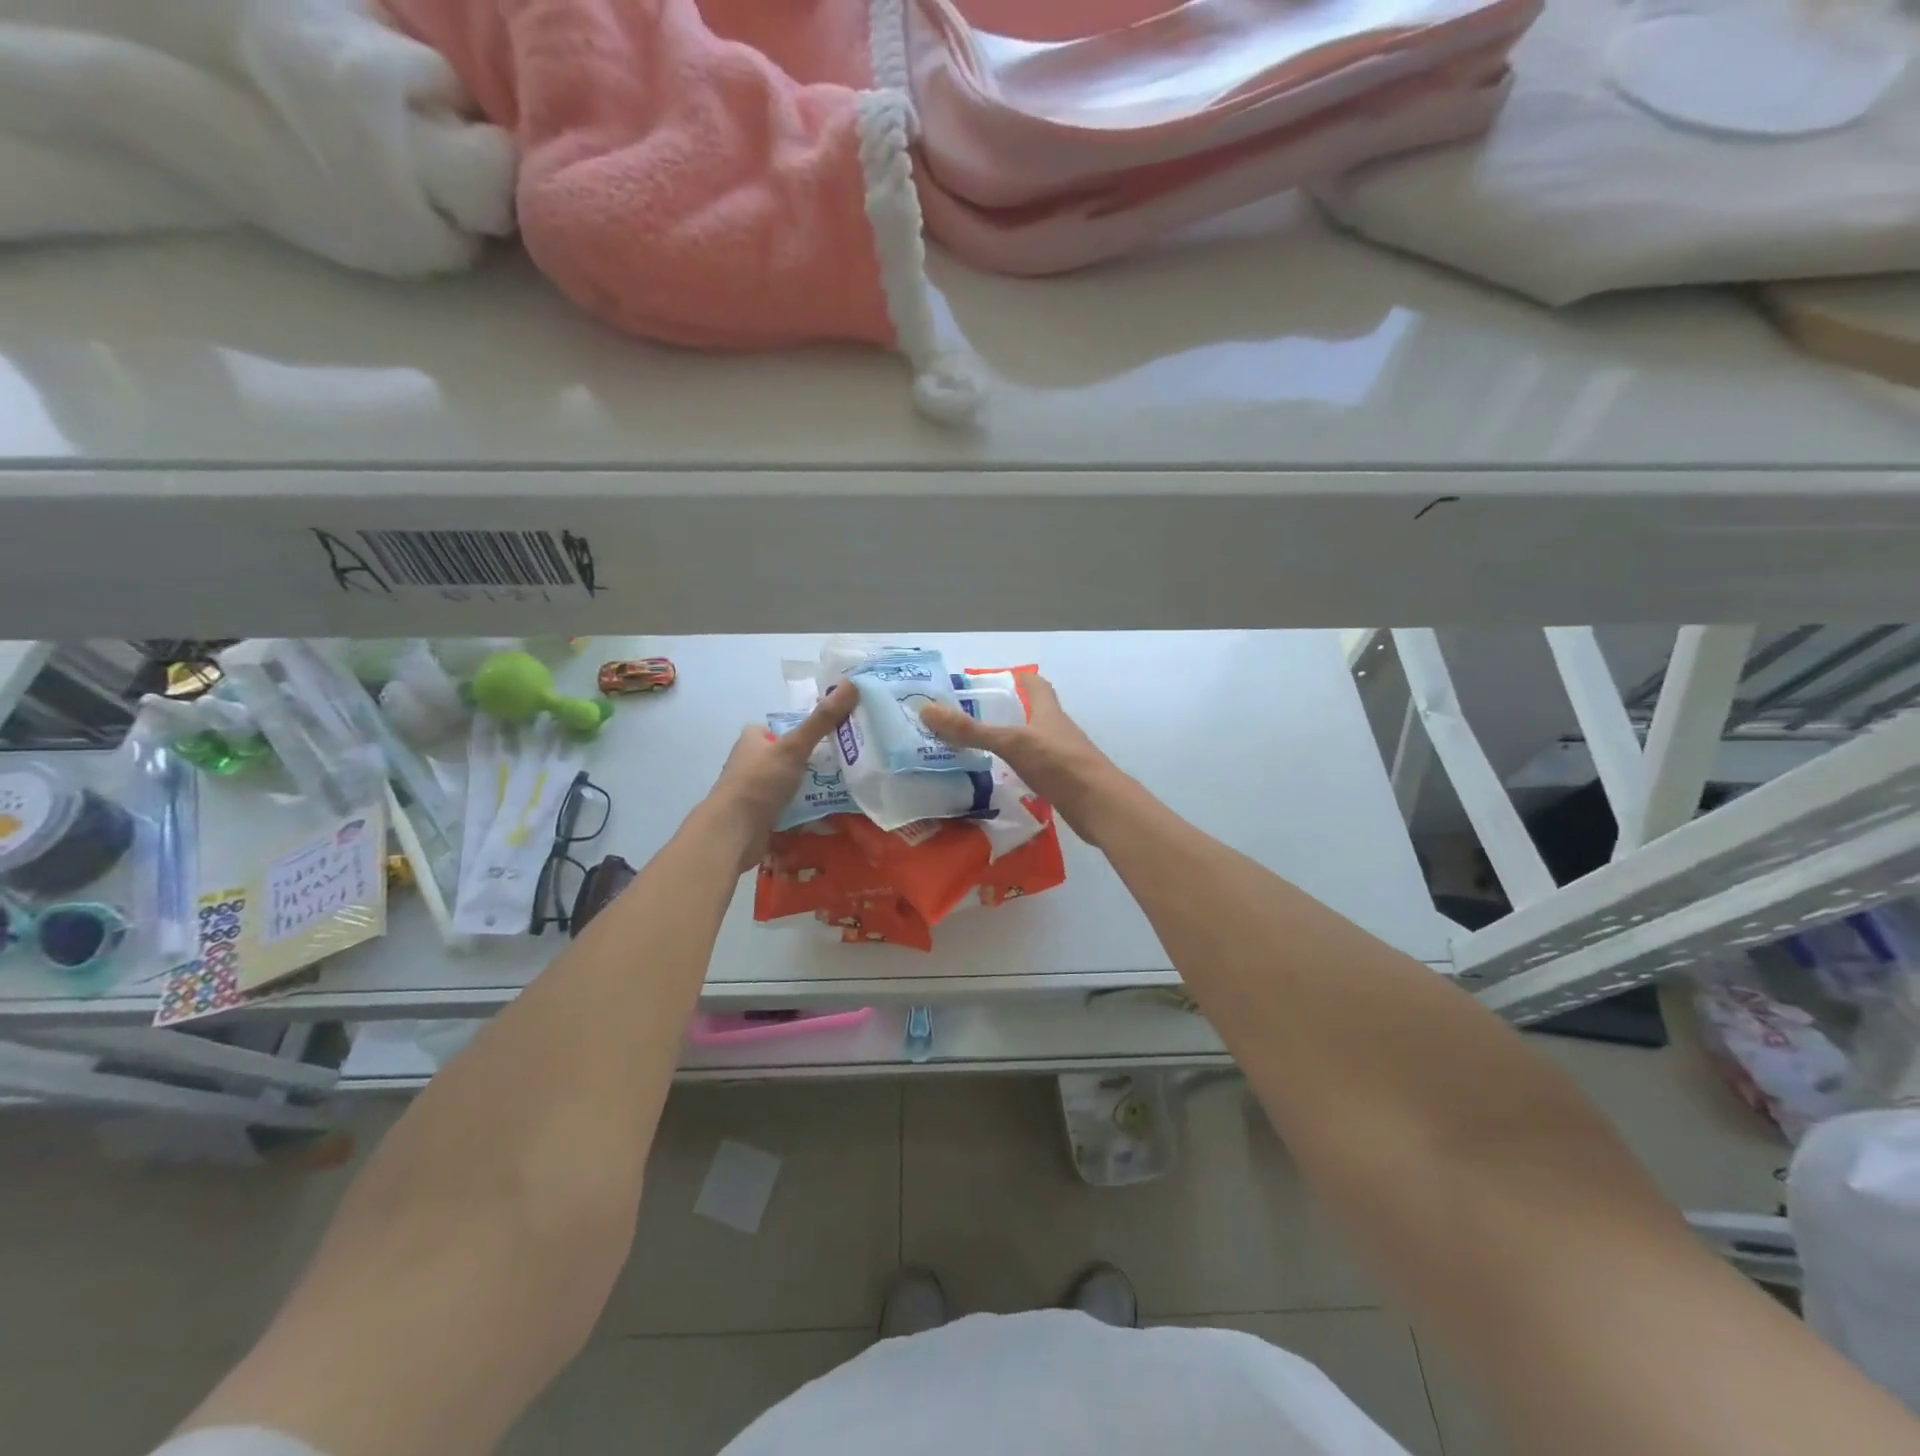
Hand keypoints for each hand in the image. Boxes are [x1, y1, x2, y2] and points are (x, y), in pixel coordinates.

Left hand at [705, 682, 855, 870]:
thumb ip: (822, 720)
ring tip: (849, 789)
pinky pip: (794, 809)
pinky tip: (833, 815)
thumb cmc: (759, 782)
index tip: (840, 734)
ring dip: (817, 788)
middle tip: (850, 763)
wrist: (732, 833)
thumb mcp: (794, 746)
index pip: (786, 727)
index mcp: (754, 739)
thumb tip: (851, 683)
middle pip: (794, 756)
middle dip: (818, 762)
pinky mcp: (764, 816)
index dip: (811, 730)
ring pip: (795, 784)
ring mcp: (758, 791)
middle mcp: (754, 762)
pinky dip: (810, 812)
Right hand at [919, 675, 1123, 842]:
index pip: (1035, 684)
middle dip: (1005, 712)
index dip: (1015, 677)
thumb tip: (927, 710)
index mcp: (1048, 711)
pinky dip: (1016, 769)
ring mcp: (1061, 757)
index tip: (988, 682)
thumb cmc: (1058, 764)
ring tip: (976, 747)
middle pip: (1032, 713)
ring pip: (1032, 742)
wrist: (1100, 806)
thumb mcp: (1011, 743)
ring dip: (1009, 742)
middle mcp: (1056, 730)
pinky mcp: (1061, 782)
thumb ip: (971, 730)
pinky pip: (1034, 769)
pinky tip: (998, 779)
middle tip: (970, 717)